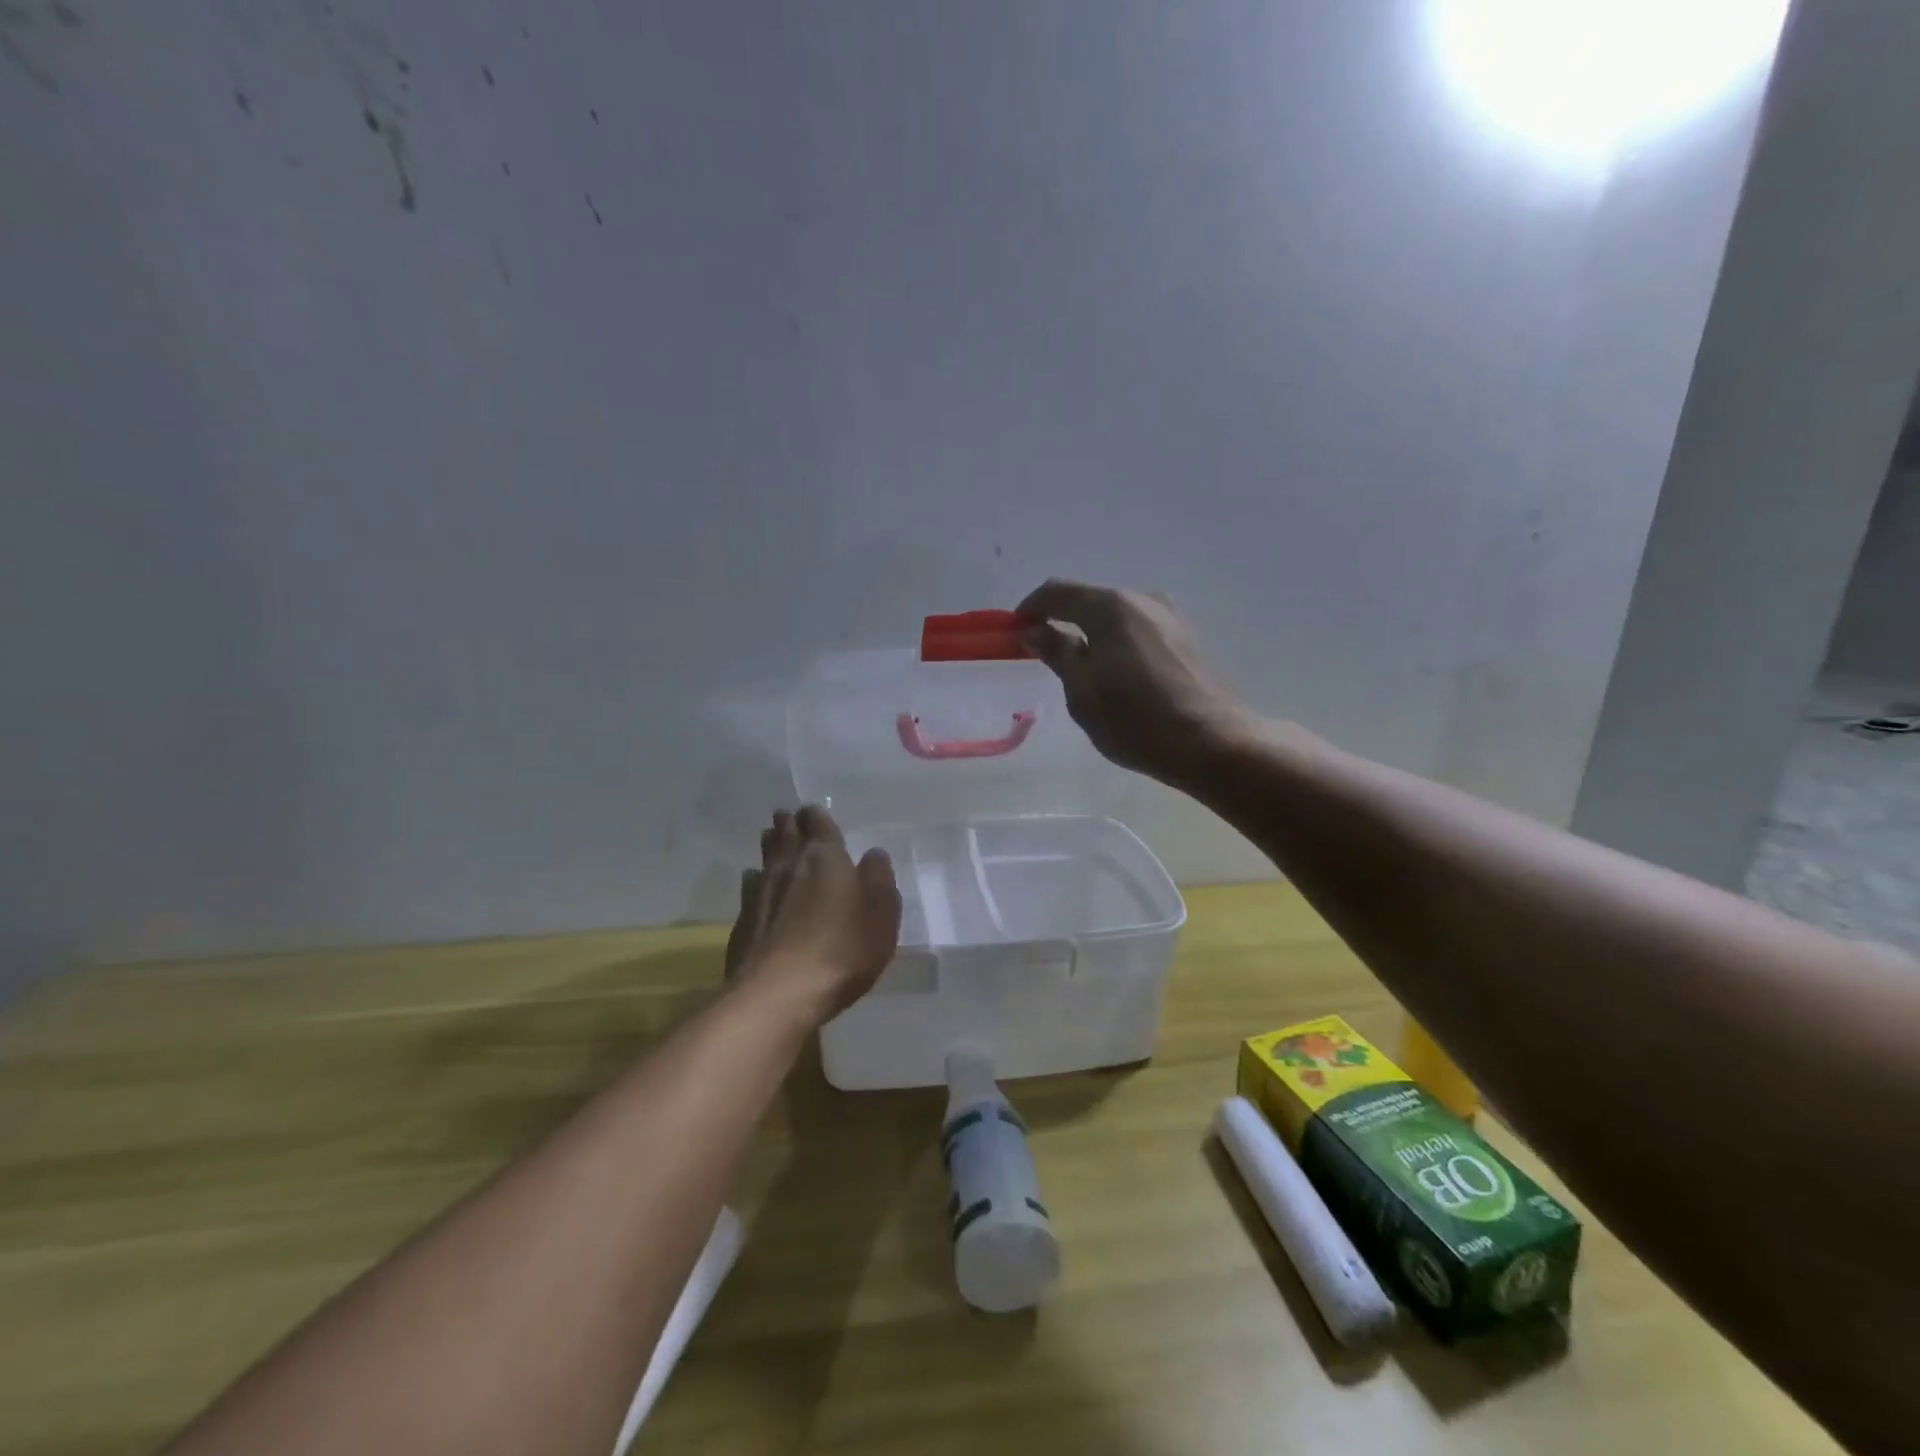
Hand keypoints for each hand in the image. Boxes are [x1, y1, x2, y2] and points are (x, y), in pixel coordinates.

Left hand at [725, 806, 901, 1027]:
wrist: (779, 993)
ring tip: (774, 840)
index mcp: (826, 857)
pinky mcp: (742, 920)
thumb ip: (879, 880)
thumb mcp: (881, 916)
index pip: (818, 822)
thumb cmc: (842, 949)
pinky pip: (750, 887)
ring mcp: (760, 891)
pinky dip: (756, 880)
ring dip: (771, 845)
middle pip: (785, 833)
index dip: (817, 816)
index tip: (815, 813)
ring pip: (765, 856)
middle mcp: (789, 865)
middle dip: (789, 823)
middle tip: (789, 818)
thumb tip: (874, 854)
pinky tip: (757, 885)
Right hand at [1016, 579, 1252, 787]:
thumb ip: (1057, 653)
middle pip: (1090, 600)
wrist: (1213, 743)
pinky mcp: (1188, 638)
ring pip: (1117, 616)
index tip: (1015, 632)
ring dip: (1093, 633)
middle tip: (1046, 655)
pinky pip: (1140, 630)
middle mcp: (1143, 599)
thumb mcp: (1083, 692)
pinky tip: (1119, 674)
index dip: (1030, 608)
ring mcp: (1171, 617)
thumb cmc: (1136, 720)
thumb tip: (1035, 630)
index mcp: (1111, 607)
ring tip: (1083, 669)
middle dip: (1063, 620)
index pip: (1057, 592)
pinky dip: (1119, 642)